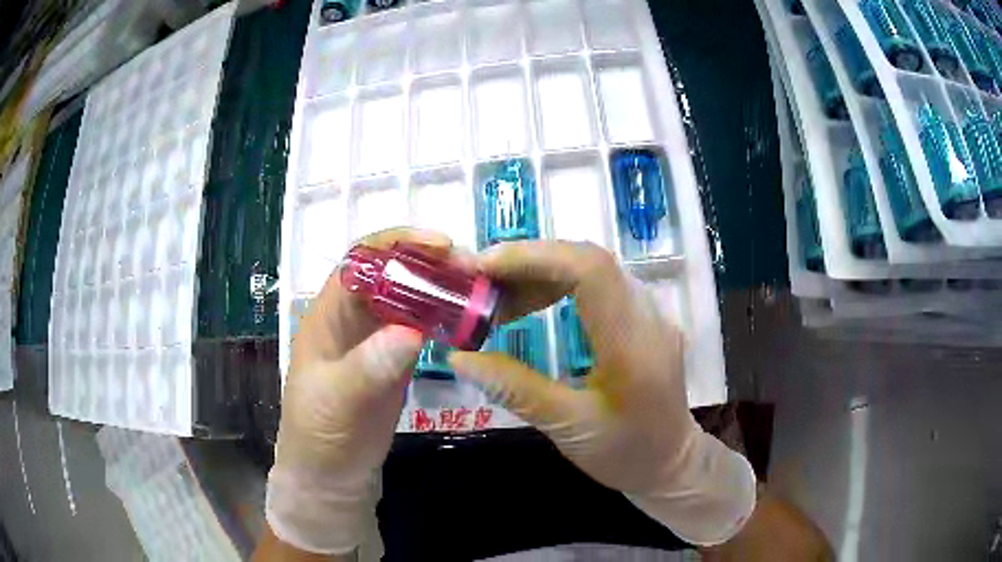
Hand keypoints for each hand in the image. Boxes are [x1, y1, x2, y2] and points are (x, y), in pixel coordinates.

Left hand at [265, 228, 450, 555]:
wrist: (332, 474)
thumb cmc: (320, 433)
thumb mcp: (336, 399)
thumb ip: (368, 366)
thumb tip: (412, 331)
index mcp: (329, 313)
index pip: (361, 260)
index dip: (398, 243)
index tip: (441, 246)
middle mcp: (353, 317)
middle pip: (392, 272)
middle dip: (430, 262)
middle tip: (473, 269)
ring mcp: (376, 338)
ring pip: (410, 296)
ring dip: (441, 287)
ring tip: (478, 288)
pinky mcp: (396, 359)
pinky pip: (422, 325)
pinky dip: (444, 316)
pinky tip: (468, 318)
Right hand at [448, 240, 756, 545]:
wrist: (670, 462)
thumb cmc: (623, 453)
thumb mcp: (567, 427)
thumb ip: (515, 388)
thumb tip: (459, 357)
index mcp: (632, 345)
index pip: (590, 271)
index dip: (534, 258)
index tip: (483, 269)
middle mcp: (648, 316)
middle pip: (589, 261)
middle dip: (529, 262)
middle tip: (481, 284)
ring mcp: (650, 313)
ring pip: (593, 268)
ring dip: (540, 272)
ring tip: (499, 299)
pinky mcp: (643, 318)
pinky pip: (599, 284)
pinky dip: (558, 284)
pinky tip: (532, 303)